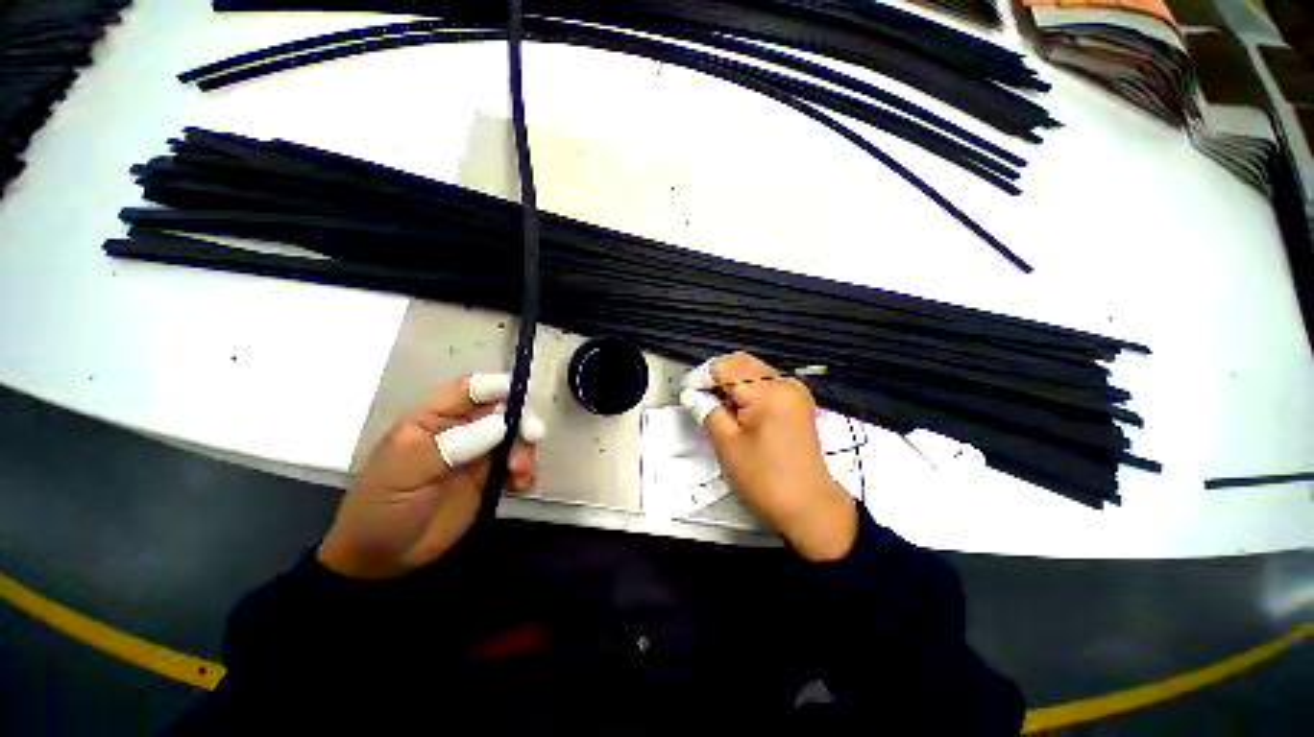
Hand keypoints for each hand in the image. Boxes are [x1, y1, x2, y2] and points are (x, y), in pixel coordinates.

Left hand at [317, 374, 545, 578]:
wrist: (382, 559)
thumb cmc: (381, 508)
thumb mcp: (405, 472)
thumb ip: (451, 445)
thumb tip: (500, 425)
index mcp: (434, 419)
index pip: (470, 390)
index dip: (497, 386)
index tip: (520, 398)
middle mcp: (462, 430)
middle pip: (503, 412)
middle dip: (521, 421)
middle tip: (533, 437)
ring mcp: (479, 455)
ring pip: (515, 438)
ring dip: (526, 450)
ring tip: (520, 473)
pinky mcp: (491, 479)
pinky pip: (519, 466)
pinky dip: (527, 473)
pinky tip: (522, 487)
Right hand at [680, 352, 857, 561]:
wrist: (809, 506)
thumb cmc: (765, 478)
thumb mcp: (727, 444)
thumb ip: (707, 410)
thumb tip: (691, 393)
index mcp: (768, 391)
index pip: (725, 367)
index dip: (702, 378)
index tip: (688, 395)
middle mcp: (784, 382)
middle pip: (740, 363)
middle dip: (717, 377)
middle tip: (701, 400)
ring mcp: (794, 390)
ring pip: (753, 370)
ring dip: (732, 383)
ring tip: (719, 407)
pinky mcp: (797, 401)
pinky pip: (765, 383)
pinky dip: (747, 390)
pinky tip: (739, 410)